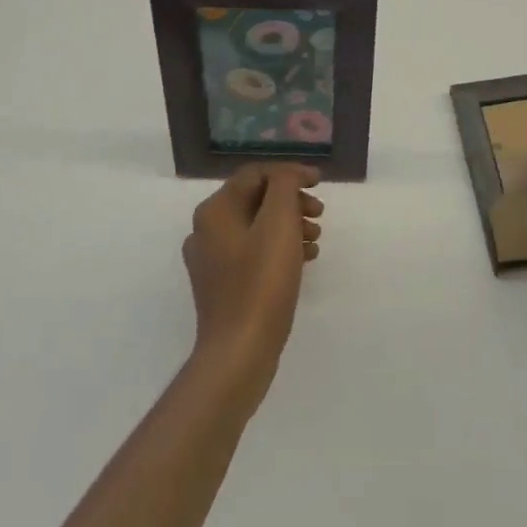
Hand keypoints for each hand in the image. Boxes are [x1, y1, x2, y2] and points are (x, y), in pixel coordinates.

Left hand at [182, 163, 323, 410]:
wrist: (239, 353)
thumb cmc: (261, 283)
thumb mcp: (279, 223)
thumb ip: (283, 186)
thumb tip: (286, 176)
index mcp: (215, 211)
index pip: (255, 174)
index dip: (290, 173)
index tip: (320, 183)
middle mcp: (206, 230)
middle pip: (256, 200)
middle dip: (292, 202)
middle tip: (319, 214)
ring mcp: (212, 261)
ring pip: (257, 227)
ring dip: (289, 225)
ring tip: (316, 240)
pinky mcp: (222, 286)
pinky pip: (254, 253)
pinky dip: (280, 249)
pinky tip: (304, 261)